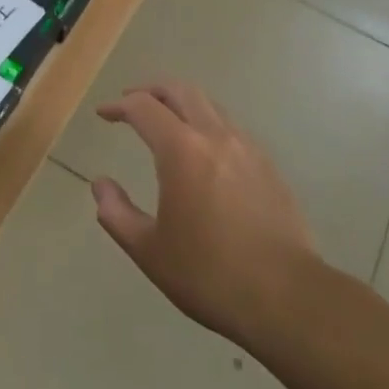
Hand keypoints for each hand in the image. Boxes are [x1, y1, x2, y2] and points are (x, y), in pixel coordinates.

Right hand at [92, 81, 320, 345]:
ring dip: (182, 104)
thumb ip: (117, 213)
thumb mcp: (148, 250)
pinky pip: (232, 130)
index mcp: (182, 151)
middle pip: (181, 91)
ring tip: (166, 123)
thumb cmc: (209, 274)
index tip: (104, 113)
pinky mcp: (270, 168)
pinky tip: (203, 153)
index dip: (119, 106)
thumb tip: (101, 185)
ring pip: (211, 106)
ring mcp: (249, 150)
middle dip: (152, 90)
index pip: (143, 108)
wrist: (288, 299)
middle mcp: (216, 137)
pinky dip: (208, 125)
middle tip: (131, 102)